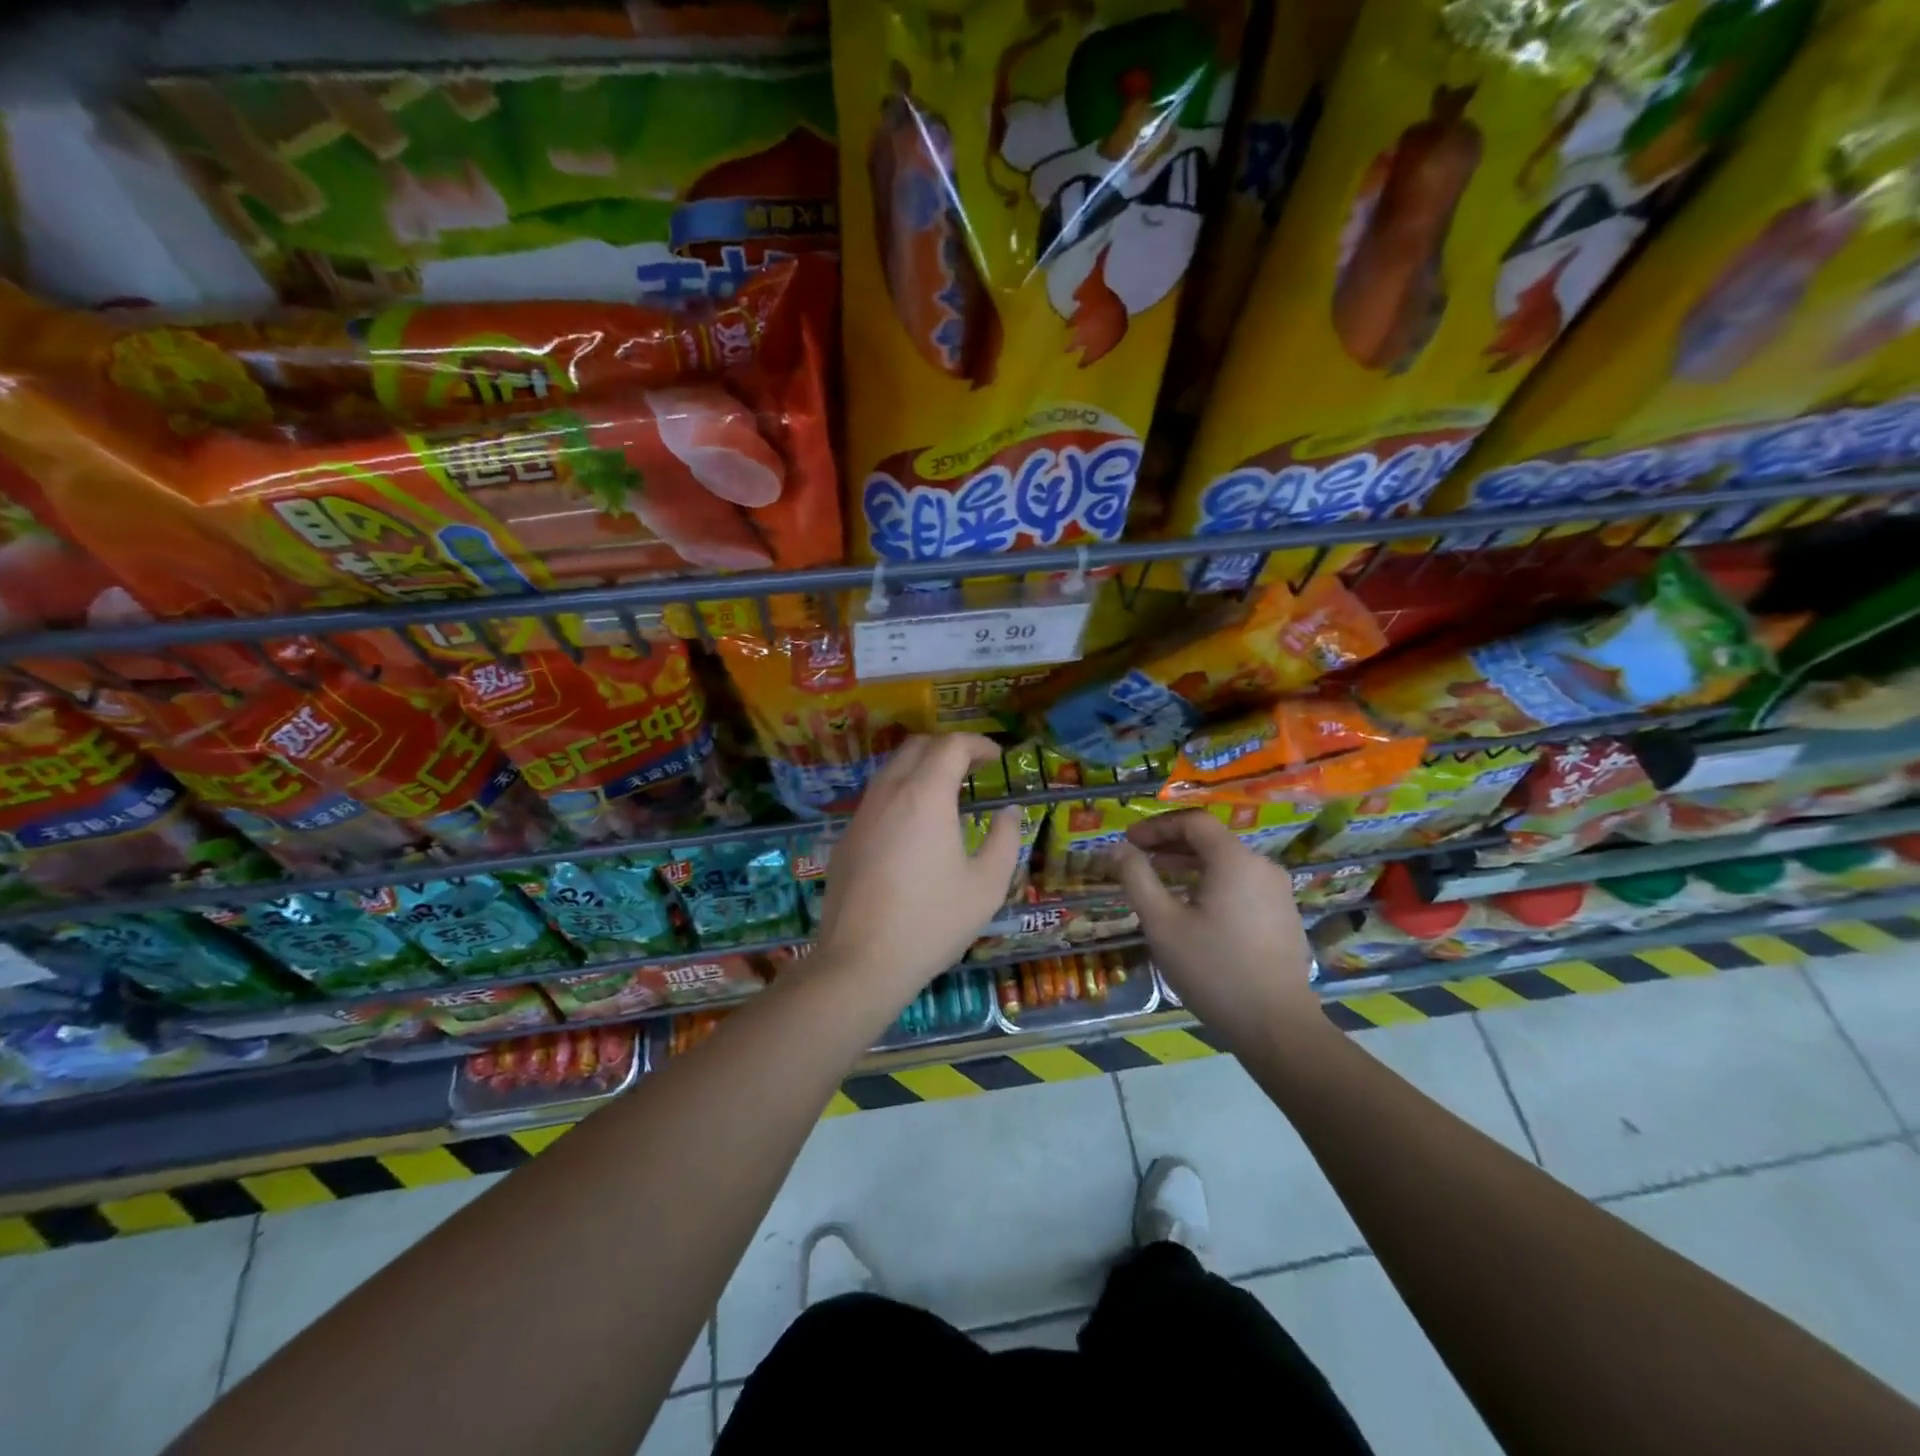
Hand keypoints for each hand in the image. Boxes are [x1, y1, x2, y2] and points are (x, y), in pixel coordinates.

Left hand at [814, 734, 1023, 999]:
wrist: (860, 961)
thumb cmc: (932, 922)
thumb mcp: (986, 886)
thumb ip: (1005, 840)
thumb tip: (1010, 812)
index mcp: (925, 796)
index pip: (951, 745)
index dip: (978, 744)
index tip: (996, 759)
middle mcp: (889, 793)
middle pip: (916, 747)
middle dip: (948, 749)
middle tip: (973, 770)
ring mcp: (861, 815)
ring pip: (891, 770)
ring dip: (921, 769)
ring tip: (946, 797)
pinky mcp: (845, 839)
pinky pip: (876, 799)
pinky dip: (900, 795)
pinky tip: (914, 830)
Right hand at [1110, 810, 1324, 1052]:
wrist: (1277, 1027)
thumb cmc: (1213, 970)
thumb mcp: (1162, 923)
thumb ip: (1138, 879)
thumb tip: (1118, 849)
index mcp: (1235, 860)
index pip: (1193, 822)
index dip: (1157, 826)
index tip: (1129, 842)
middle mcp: (1262, 866)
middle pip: (1212, 841)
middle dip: (1171, 845)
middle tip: (1138, 859)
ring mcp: (1278, 892)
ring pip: (1227, 864)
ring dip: (1190, 865)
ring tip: (1160, 883)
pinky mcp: (1284, 916)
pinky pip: (1242, 885)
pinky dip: (1212, 884)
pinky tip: (1194, 910)